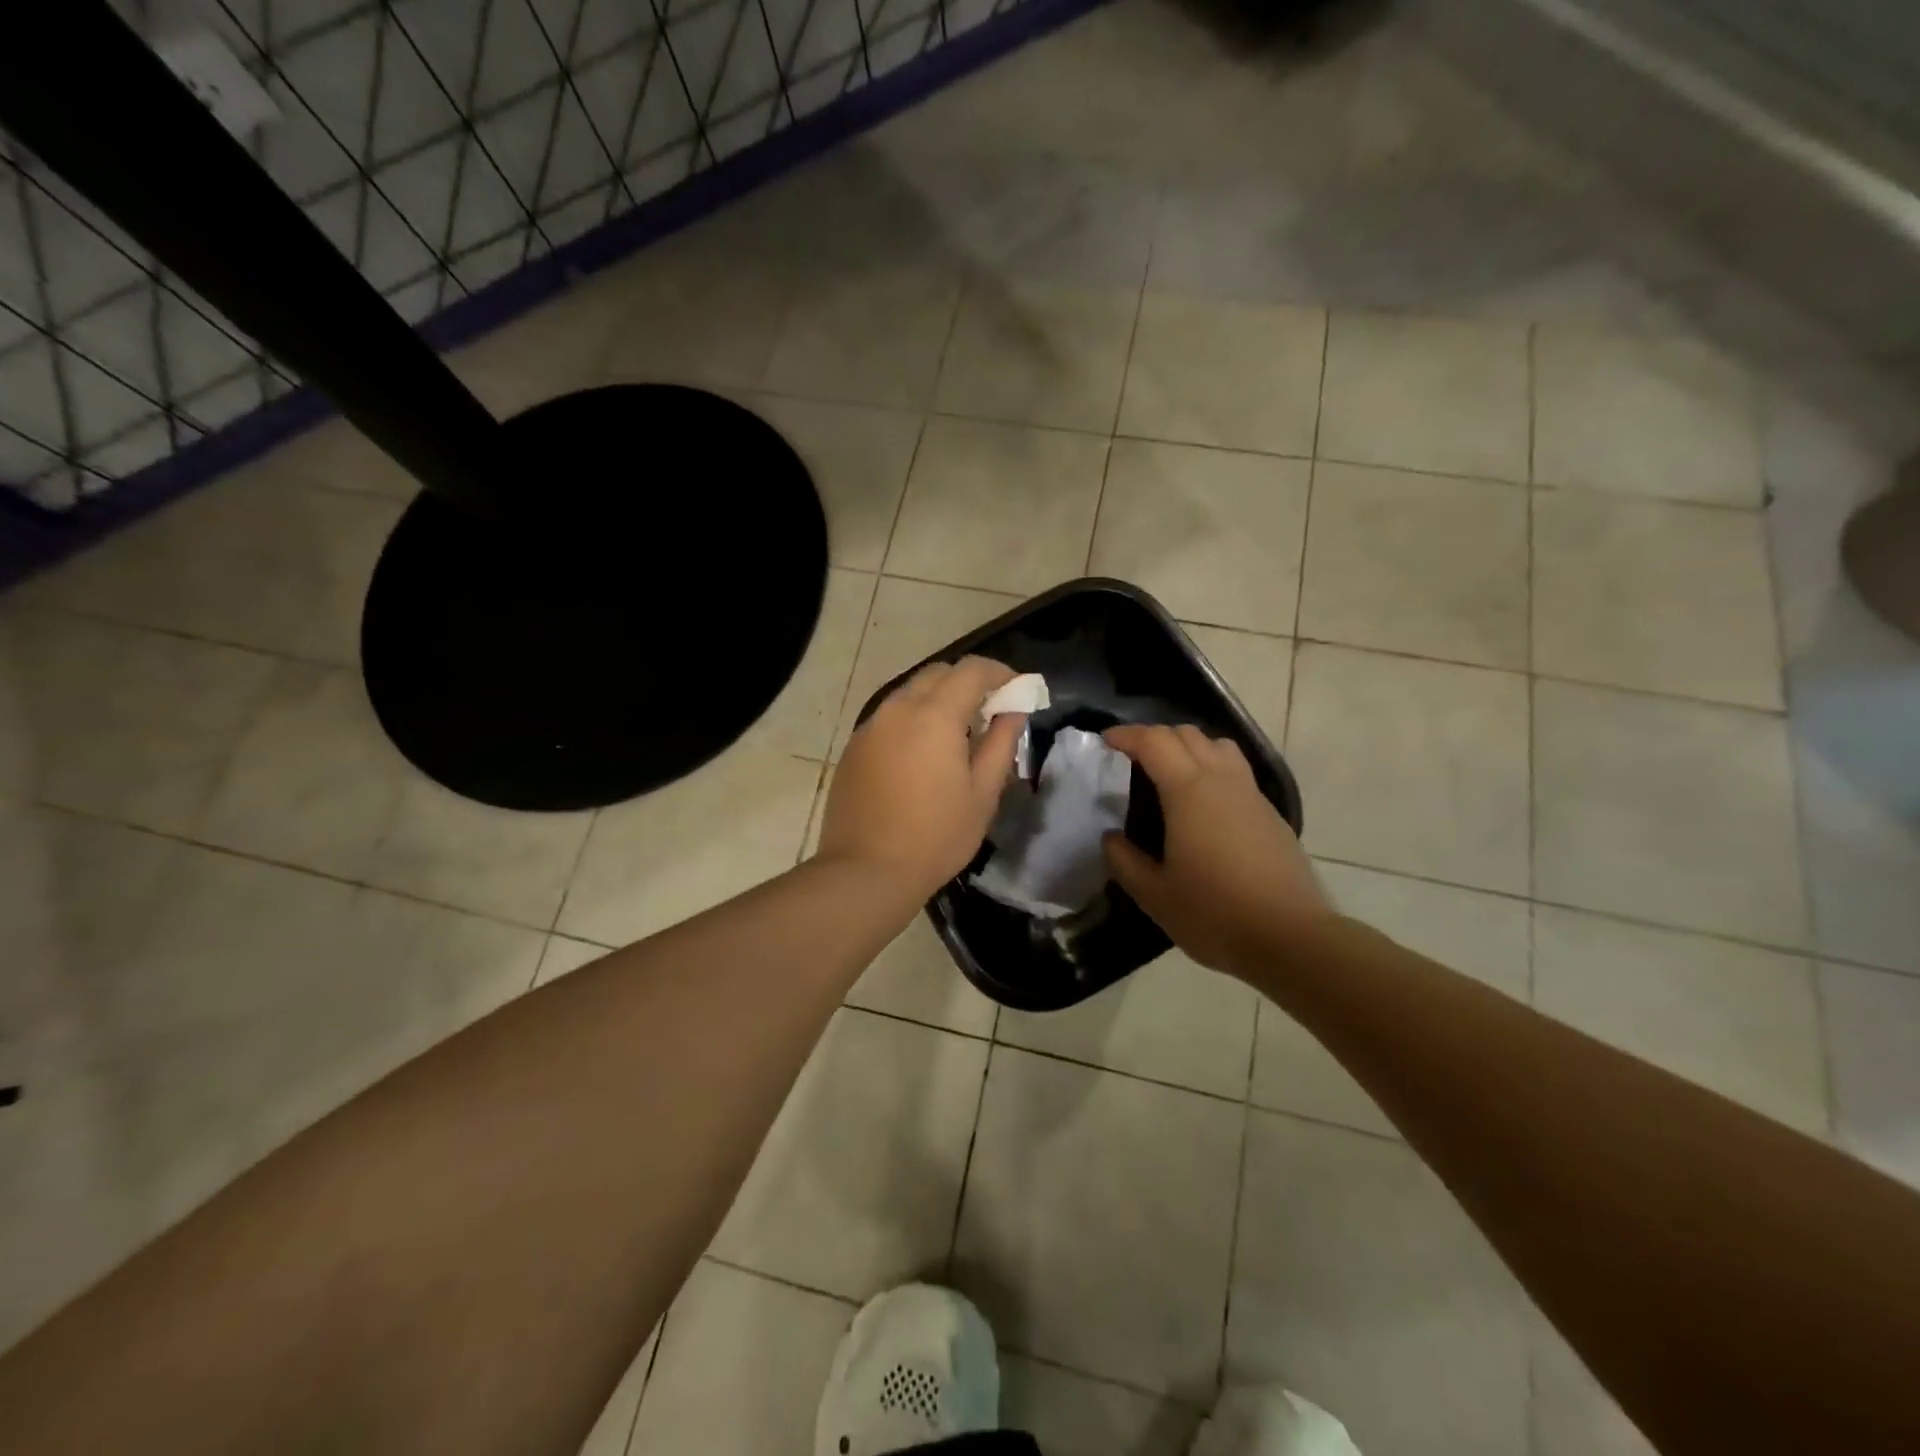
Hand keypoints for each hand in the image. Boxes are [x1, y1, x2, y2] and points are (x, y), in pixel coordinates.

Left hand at [818, 657, 1026, 901]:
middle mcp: (897, 709)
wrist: (865, 872)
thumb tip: (1013, 711)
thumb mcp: (982, 794)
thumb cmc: (936, 837)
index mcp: (934, 716)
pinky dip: (913, 720)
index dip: (999, 673)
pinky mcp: (854, 748)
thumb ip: (1001, 743)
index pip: (971, 670)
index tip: (1017, 689)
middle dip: (968, 682)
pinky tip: (923, 755)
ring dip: (938, 700)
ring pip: (910, 693)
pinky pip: (890, 717)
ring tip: (958, 734)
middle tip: (990, 711)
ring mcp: (870, 727)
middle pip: (937, 674)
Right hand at [1102, 724, 1331, 975]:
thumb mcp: (1155, 895)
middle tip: (1131, 759)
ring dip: (1189, 746)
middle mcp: (1222, 781)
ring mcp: (1252, 795)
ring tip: (1170, 773)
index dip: (1127, 735)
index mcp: (1189, 791)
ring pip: (1219, 746)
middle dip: (1155, 737)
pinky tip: (1203, 806)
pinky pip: (1237, 772)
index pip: (1154, 741)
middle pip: (1188, 734)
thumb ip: (1125, 861)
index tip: (1105, 742)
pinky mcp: (1271, 814)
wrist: (1291, 938)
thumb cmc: (1215, 914)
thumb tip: (1111, 838)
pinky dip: (1212, 769)